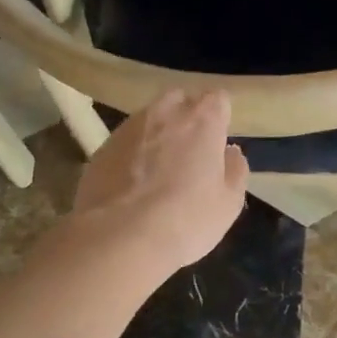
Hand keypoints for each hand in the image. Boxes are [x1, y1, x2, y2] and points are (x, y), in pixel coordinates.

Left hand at [72, 90, 248, 270]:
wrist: (118, 239)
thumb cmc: (186, 219)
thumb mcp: (229, 203)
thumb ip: (235, 170)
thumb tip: (230, 152)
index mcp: (202, 120)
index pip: (218, 99)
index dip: (220, 118)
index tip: (219, 141)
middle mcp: (165, 113)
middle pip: (180, 100)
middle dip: (187, 117)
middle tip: (192, 151)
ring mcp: (129, 128)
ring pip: (149, 119)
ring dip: (158, 135)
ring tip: (159, 170)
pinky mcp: (101, 148)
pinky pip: (126, 142)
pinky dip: (132, 154)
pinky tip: (133, 185)